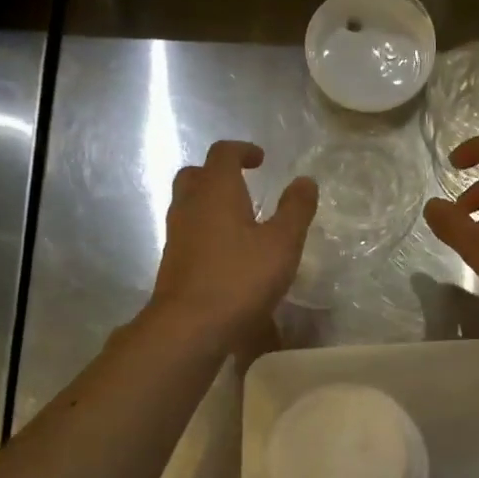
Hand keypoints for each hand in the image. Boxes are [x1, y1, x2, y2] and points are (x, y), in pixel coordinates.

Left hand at [149, 141, 316, 339]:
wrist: (190, 326)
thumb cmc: (240, 279)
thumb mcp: (282, 244)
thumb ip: (295, 210)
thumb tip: (306, 181)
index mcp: (216, 191)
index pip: (223, 153)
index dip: (242, 150)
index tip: (261, 159)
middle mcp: (190, 206)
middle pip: (196, 175)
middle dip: (219, 173)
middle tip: (243, 184)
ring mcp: (177, 235)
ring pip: (188, 204)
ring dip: (211, 203)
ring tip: (239, 220)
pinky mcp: (173, 262)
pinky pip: (188, 232)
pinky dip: (206, 230)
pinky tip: (227, 252)